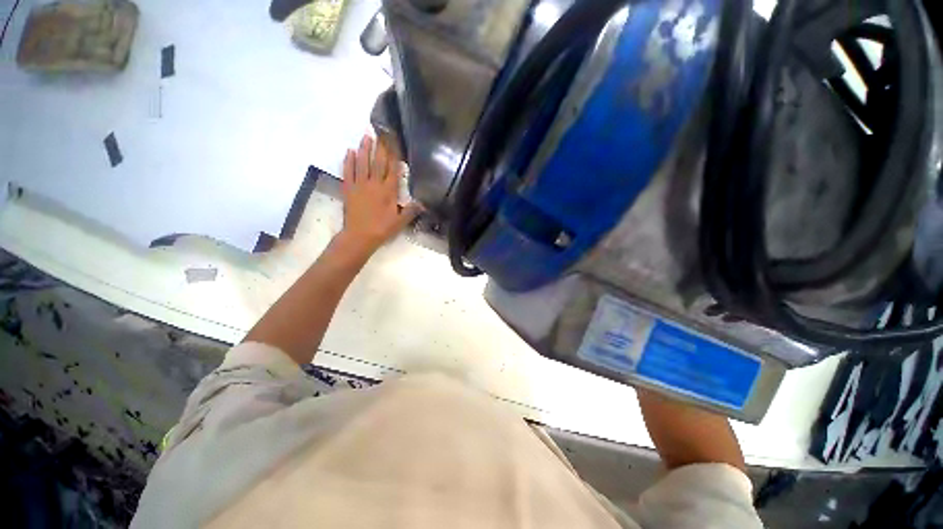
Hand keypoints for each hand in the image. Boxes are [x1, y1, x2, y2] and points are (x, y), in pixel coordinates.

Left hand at [339, 135, 421, 255]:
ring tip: (366, 136)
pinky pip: (348, 172)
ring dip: (364, 149)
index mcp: (388, 191)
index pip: (392, 169)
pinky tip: (349, 151)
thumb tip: (423, 203)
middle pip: (378, 162)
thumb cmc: (382, 229)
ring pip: (362, 163)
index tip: (394, 142)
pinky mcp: (348, 189)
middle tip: (380, 132)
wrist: (359, 236)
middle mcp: (374, 184)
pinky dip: (348, 161)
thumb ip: (411, 210)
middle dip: (380, 147)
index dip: (394, 154)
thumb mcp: (400, 222)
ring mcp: (359, 185)